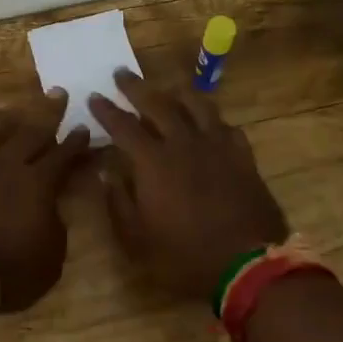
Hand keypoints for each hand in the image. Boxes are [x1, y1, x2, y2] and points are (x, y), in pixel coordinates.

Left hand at [0, 92, 90, 311]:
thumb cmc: (8, 270)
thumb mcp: (50, 259)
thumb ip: (54, 229)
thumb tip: (51, 212)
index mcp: (37, 185)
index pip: (62, 157)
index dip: (75, 142)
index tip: (84, 126)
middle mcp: (6, 167)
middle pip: (30, 134)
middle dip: (47, 113)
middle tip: (57, 94)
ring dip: (1, 122)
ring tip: (6, 110)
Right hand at [90, 69, 288, 303]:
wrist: (248, 267)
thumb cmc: (185, 256)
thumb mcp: (137, 240)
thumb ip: (118, 203)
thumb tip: (107, 173)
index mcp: (154, 162)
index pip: (123, 126)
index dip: (106, 110)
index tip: (94, 96)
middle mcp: (184, 143)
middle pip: (158, 104)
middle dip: (136, 87)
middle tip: (122, 74)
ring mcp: (217, 147)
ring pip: (197, 106)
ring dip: (177, 93)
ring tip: (168, 89)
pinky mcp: (243, 158)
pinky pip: (227, 127)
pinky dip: (213, 120)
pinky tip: (210, 123)